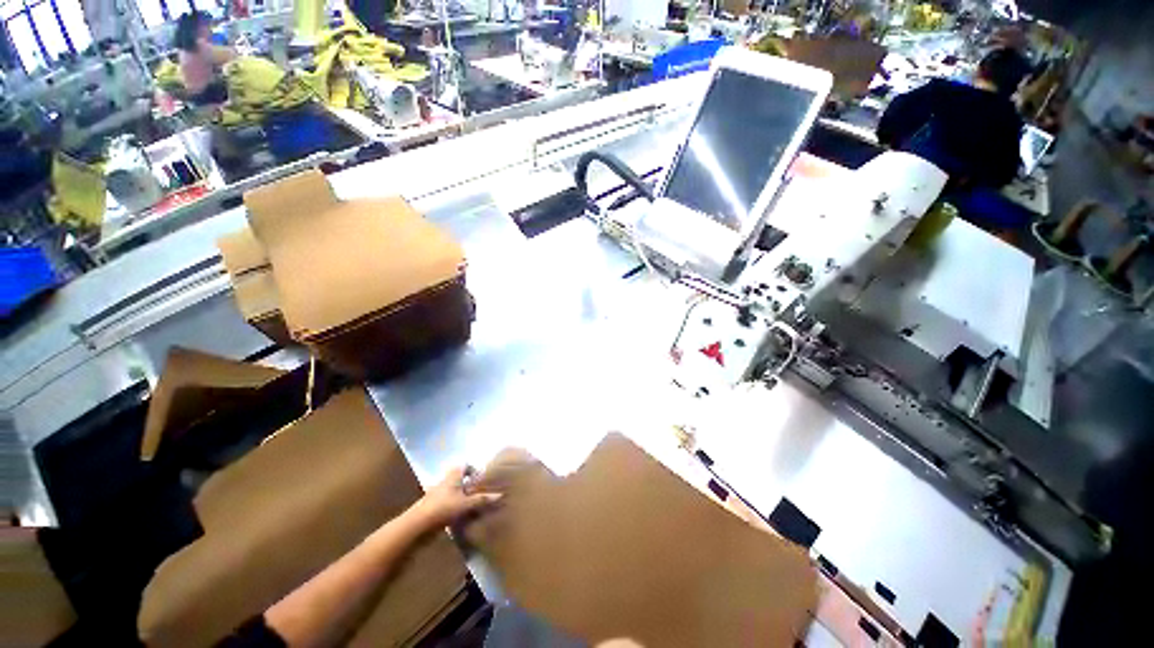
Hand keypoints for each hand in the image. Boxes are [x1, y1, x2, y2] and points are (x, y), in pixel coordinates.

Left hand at [411, 466, 500, 529]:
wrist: (416, 525)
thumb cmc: (443, 508)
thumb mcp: (466, 504)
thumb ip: (482, 499)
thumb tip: (501, 494)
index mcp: (453, 475)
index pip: (465, 465)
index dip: (474, 470)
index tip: (481, 480)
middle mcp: (445, 480)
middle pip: (459, 477)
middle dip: (469, 484)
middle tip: (479, 492)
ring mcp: (437, 493)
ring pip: (453, 490)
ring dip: (461, 495)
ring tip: (470, 505)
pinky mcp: (431, 505)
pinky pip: (446, 501)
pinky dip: (453, 505)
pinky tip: (459, 515)